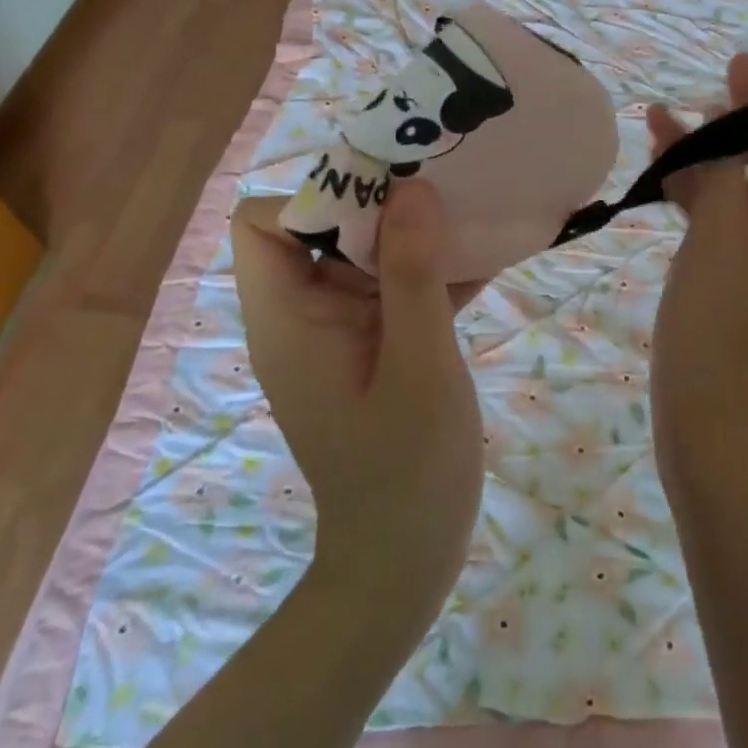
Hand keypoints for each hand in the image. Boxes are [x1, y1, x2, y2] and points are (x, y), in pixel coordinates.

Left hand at [230, 180, 485, 615]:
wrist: (405, 559)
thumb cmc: (407, 467)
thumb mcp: (419, 363)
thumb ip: (413, 273)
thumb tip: (413, 188)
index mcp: (287, 317)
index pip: (262, 223)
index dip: (318, 197)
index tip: (388, 200)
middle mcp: (301, 316)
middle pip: (319, 230)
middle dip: (381, 206)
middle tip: (446, 197)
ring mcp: (337, 333)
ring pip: (362, 256)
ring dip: (414, 237)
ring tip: (473, 217)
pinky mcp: (371, 348)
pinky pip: (391, 292)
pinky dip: (429, 275)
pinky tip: (485, 262)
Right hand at [646, 41, 747, 487]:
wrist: (702, 425)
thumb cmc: (715, 335)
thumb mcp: (717, 244)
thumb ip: (722, 176)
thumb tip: (720, 130)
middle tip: (732, 64)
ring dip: (711, 154)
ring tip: (672, 112)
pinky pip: (733, 218)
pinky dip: (702, 191)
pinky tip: (667, 158)